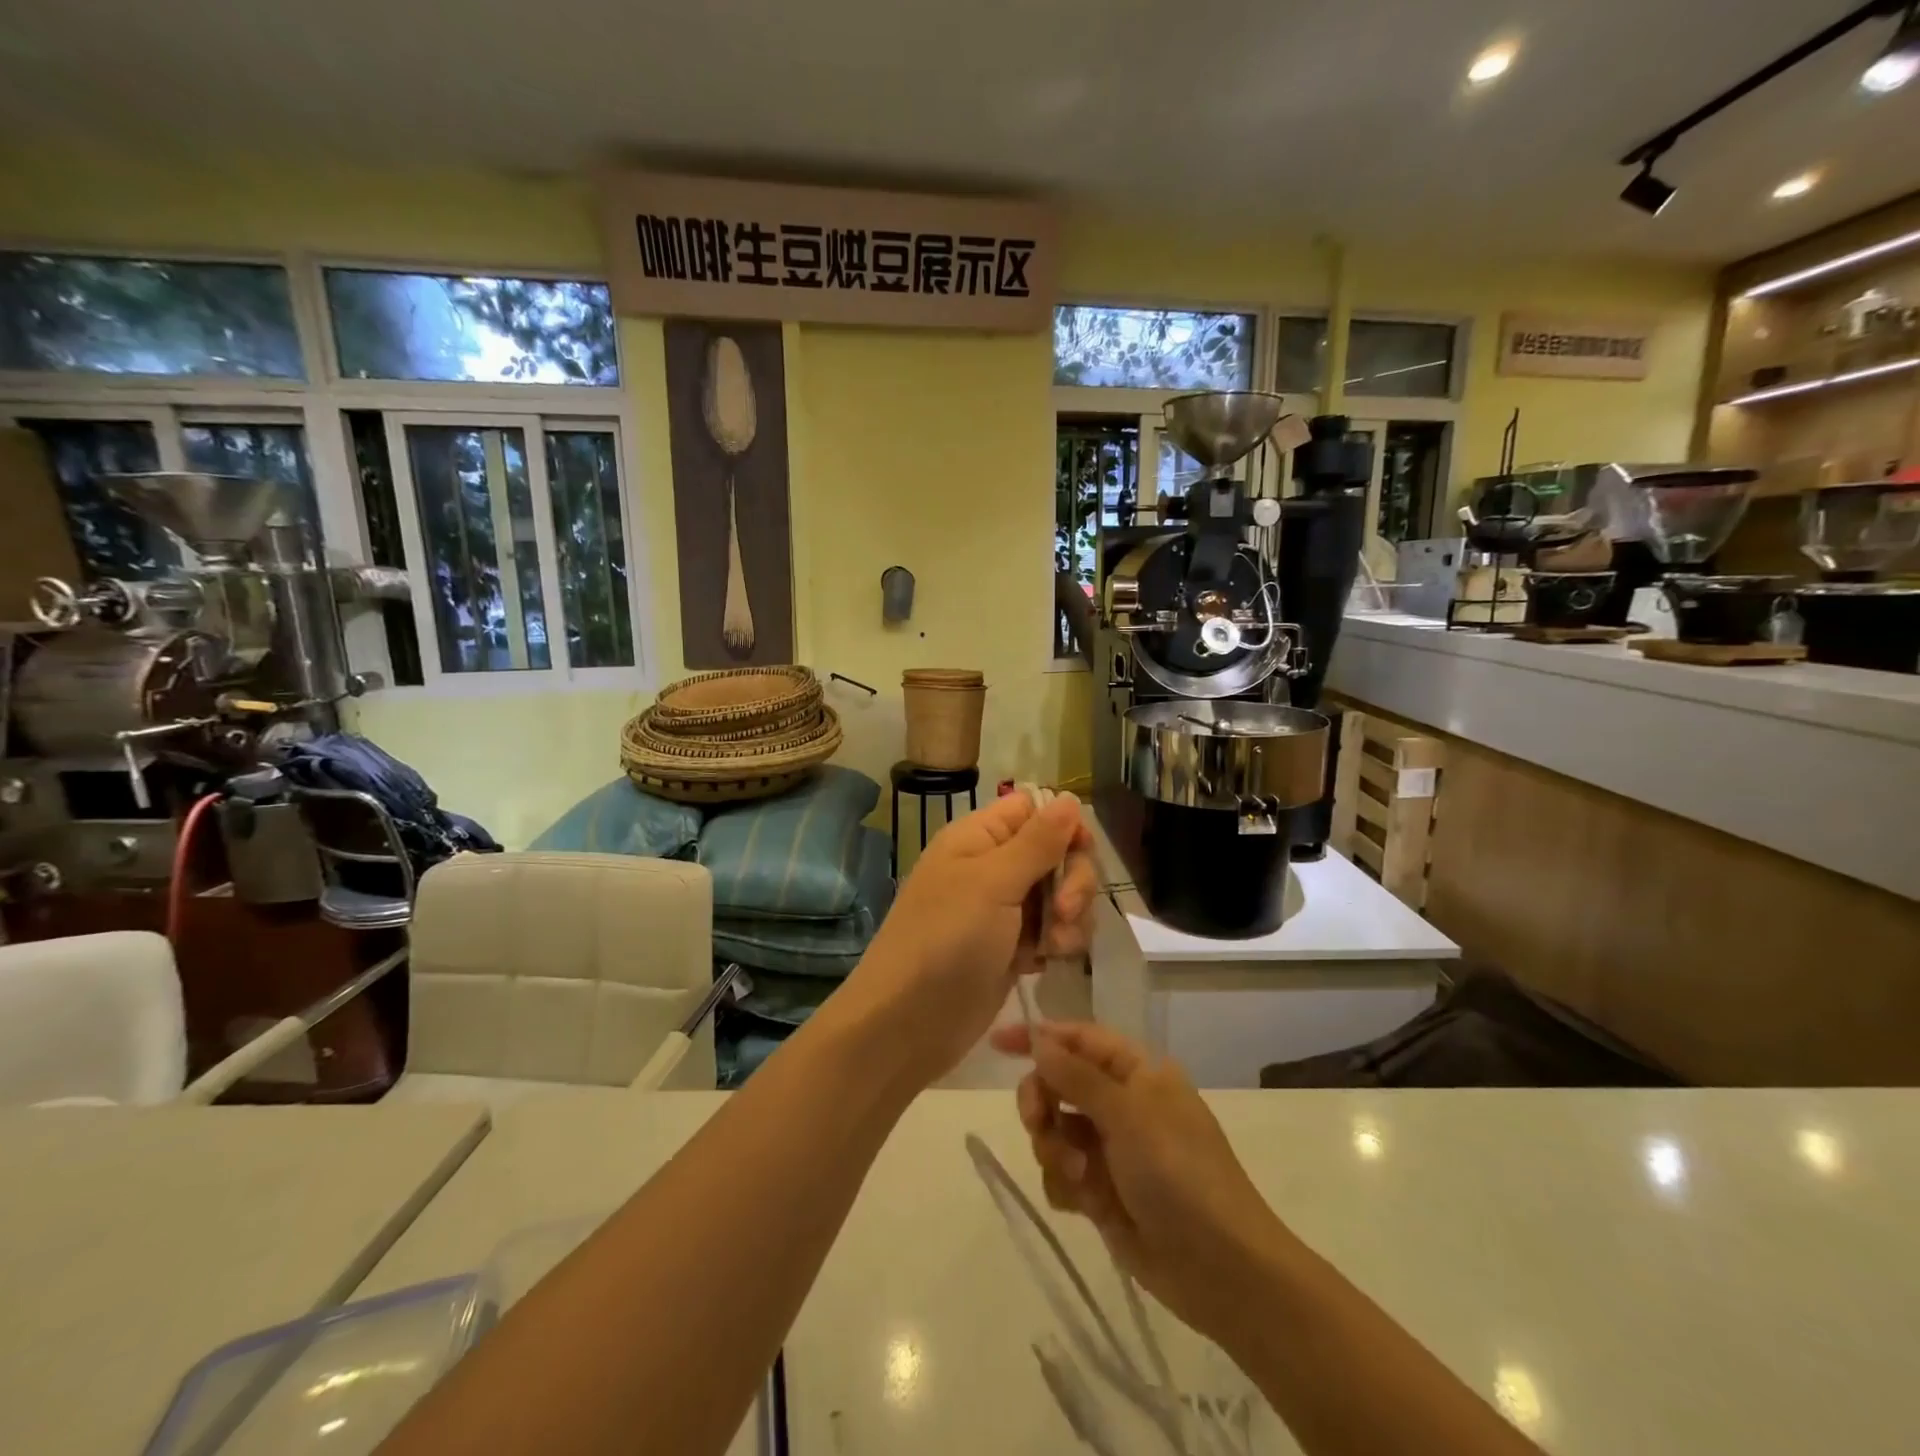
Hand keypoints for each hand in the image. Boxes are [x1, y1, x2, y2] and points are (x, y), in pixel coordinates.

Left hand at [846, 792, 1096, 1086]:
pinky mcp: (1012, 948)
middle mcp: (991, 867)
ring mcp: (1003, 910)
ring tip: (1054, 947)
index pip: (1033, 809)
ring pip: (1059, 894)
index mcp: (978, 838)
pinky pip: (1052, 930)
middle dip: (1072, 880)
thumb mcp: (993, 883)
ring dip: (1070, 917)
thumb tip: (1071, 797)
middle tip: (1063, 912)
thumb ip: (1037, 842)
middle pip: (1055, 853)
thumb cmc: (946, 940)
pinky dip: (1059, 943)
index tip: (1079, 853)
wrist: (909, 1022)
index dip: (1063, 826)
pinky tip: (1049, 962)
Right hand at [990, 1020, 1287, 1342]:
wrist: (1220, 1269)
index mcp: (1137, 1072)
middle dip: (1042, 1102)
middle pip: (1058, 1083)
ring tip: (1080, 1177)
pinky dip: (1065, 1184)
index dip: (1039, 1036)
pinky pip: (1061, 1173)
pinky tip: (1084, 1204)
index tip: (997, 1043)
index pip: (1079, 1039)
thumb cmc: (1179, 1173)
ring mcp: (1111, 1149)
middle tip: (1038, 1123)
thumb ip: (1077, 1076)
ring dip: (1056, 1150)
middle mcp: (1122, 1104)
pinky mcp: (1102, 1191)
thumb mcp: (1128, 1114)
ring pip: (1054, 1130)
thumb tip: (1040, 1040)